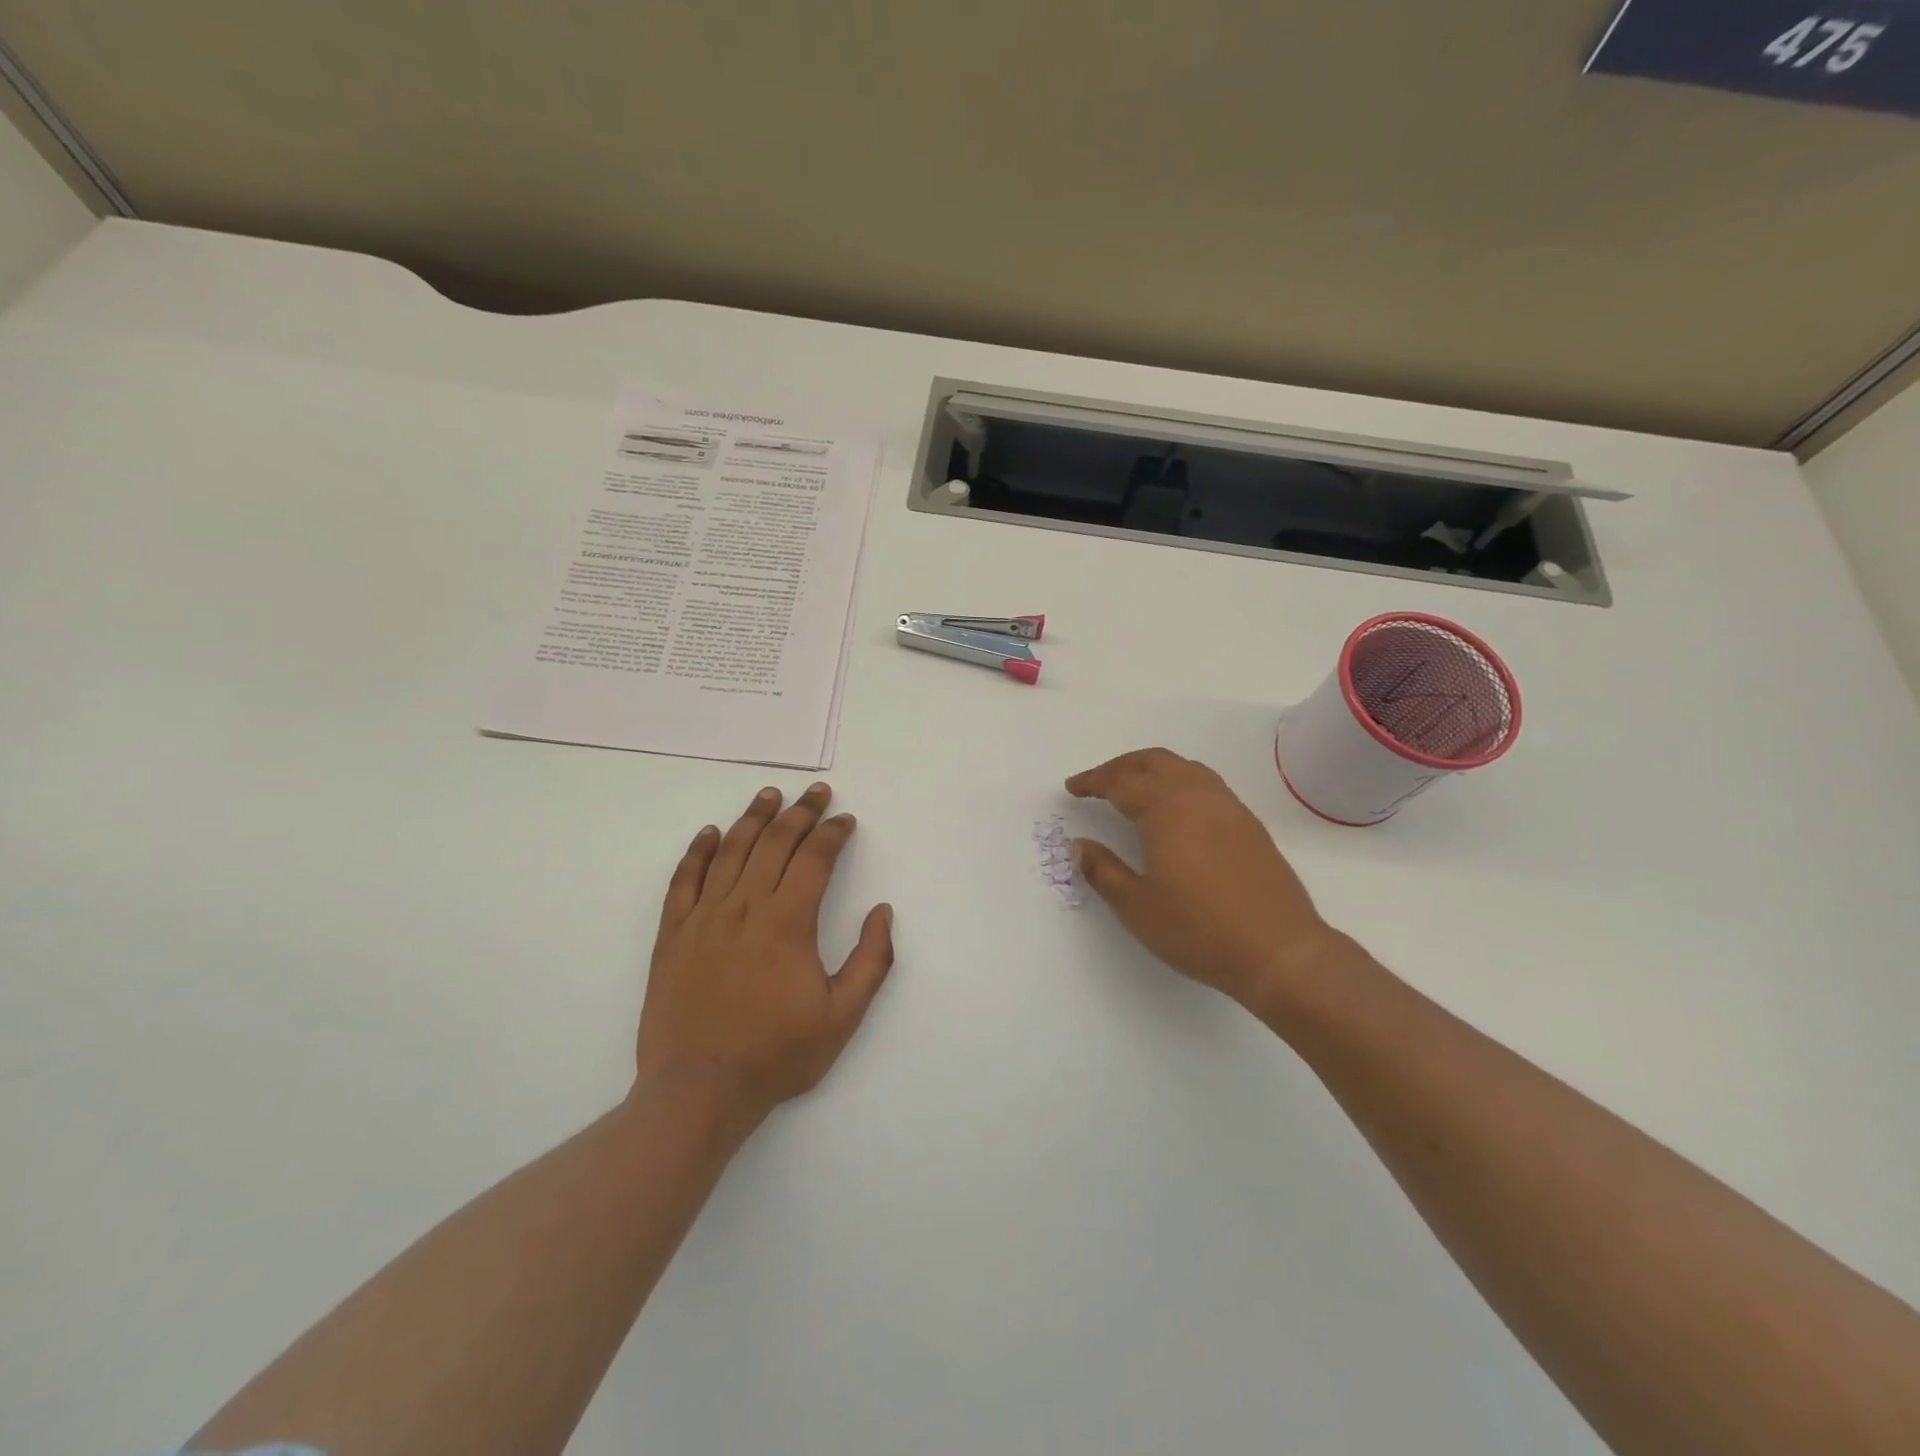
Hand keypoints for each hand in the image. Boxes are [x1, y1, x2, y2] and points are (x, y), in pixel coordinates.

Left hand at [635, 783, 893, 1135]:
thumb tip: (882, 911)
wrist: (699, 1090)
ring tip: (770, 794)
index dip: (833, 834)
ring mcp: (704, 917)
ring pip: (732, 851)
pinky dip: (699, 851)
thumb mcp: (843, 1016)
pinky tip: (711, 833)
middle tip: (817, 792)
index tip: (845, 821)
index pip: (814, 859)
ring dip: (754, 817)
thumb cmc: (777, 1054)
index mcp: (788, 922)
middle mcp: (745, 907)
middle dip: (801, 812)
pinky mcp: (673, 934)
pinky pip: (684, 880)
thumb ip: (872, 960)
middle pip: (775, 843)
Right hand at [1066, 748, 1346, 1011]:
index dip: (1093, 782)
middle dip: (1121, 766)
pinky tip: (1176, 810)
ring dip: (1153, 770)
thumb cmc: (1199, 930)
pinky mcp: (1249, 825)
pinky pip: (1207, 784)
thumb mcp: (1137, 907)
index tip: (1073, 788)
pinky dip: (1180, 782)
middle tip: (1098, 782)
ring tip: (1134, 789)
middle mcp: (1198, 797)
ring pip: (1185, 768)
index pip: (1120, 783)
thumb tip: (1080, 846)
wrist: (1279, 950)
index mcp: (1166, 810)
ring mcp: (1229, 808)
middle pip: (1154, 762)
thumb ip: (1103, 871)